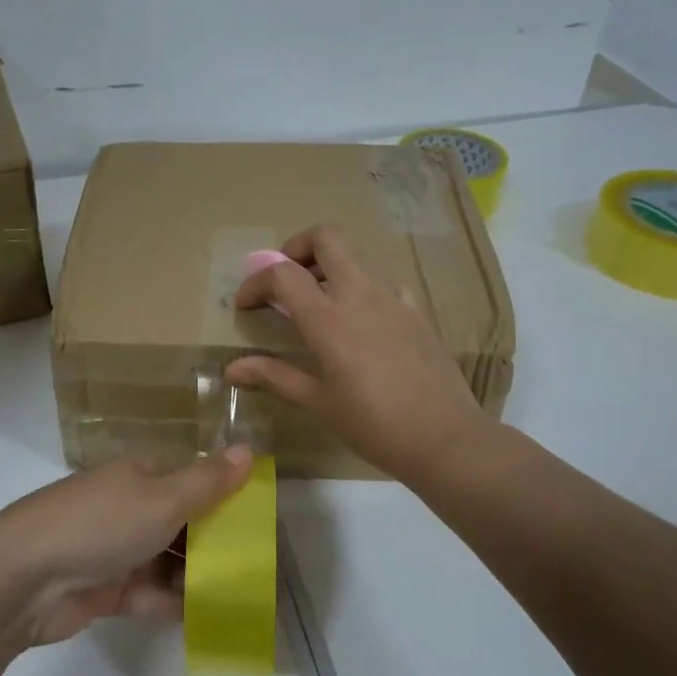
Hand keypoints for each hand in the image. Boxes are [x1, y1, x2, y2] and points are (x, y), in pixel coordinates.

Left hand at [0, 448, 253, 645]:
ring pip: (167, 558)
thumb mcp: (163, 497)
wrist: (24, 578)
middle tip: (257, 564)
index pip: (192, 476)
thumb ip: (208, 481)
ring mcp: (115, 547)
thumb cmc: (101, 524)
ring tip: (241, 596)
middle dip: (216, 540)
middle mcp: (129, 505)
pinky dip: (173, 601)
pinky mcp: (105, 588)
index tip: (260, 517)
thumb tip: (248, 448)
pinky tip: (208, 617)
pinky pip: (149, 592)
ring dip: (198, 574)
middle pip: (182, 520)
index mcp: (141, 473)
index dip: (225, 493)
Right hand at [227, 225, 489, 481]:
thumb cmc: (373, 424)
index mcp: (329, 318)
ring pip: (356, 257)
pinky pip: (382, 281)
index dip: (256, 282)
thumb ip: (274, 376)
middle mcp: (361, 294)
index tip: (245, 305)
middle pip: (326, 237)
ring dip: (329, 267)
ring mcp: (394, 297)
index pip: (282, 274)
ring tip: (318, 303)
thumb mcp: (318, 402)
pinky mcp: (417, 309)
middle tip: (286, 280)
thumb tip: (231, 368)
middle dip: (297, 247)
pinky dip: (360, 286)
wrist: (445, 438)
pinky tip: (360, 322)